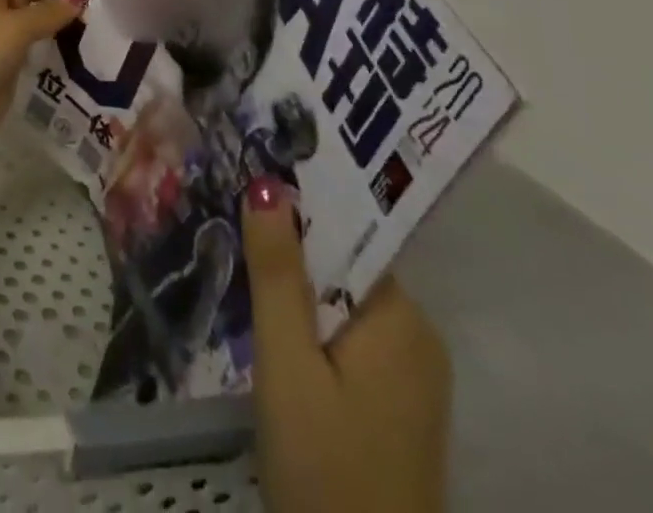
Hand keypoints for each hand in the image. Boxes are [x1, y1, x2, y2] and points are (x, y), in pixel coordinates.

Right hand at [243, 177, 450, 512]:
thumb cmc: (324, 466)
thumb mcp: (287, 362)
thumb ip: (278, 272)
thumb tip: (268, 184)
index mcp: (402, 319)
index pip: (347, 236)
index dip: (297, 211)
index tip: (248, 191)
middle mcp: (419, 337)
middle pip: (344, 267)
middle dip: (291, 253)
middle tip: (233, 235)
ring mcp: (413, 376)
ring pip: (343, 304)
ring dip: (298, 292)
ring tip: (244, 276)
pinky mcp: (398, 407)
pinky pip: (351, 339)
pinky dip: (313, 328)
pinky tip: (275, 338)